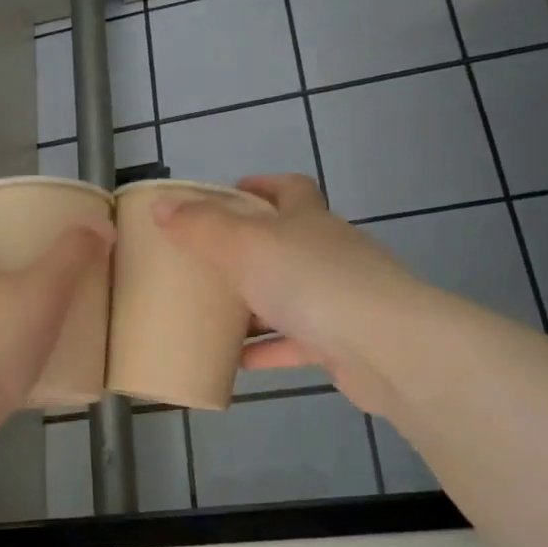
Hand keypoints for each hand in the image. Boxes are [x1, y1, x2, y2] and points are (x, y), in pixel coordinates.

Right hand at [152, 174, 411, 416]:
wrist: (384, 347)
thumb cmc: (311, 282)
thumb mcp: (245, 245)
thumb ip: (201, 226)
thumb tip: (162, 205)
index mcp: (308, 220)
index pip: (289, 189)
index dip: (260, 185)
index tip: (229, 193)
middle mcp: (327, 253)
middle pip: (285, 243)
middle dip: (248, 250)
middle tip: (205, 261)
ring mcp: (337, 299)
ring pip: (287, 295)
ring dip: (253, 304)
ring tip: (211, 313)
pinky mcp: (340, 343)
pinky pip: (293, 342)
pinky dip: (265, 348)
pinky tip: (234, 361)